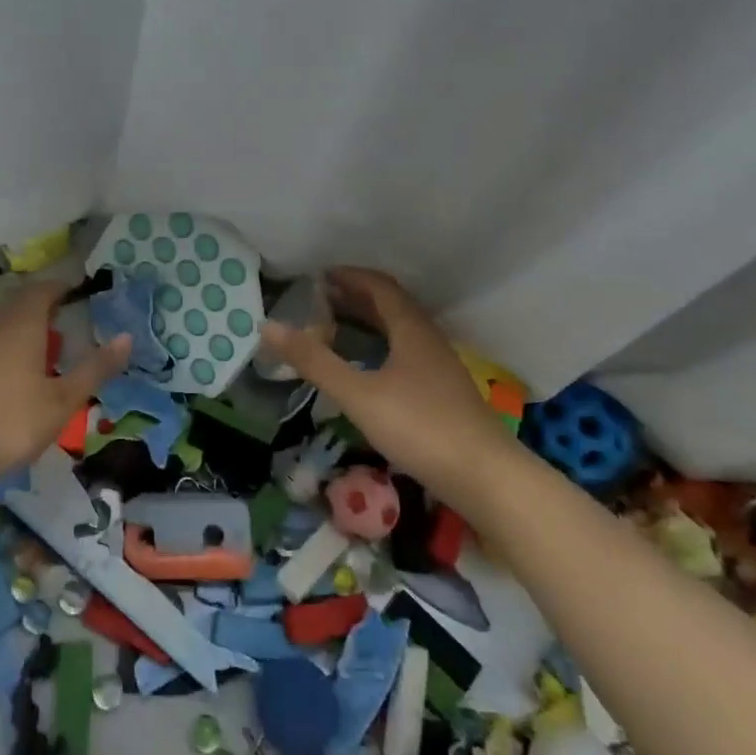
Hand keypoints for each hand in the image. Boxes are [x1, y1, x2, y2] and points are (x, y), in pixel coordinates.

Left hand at [0, 281, 130, 471]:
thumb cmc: (12, 415)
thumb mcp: (62, 399)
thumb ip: (95, 369)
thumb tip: (127, 337)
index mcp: (25, 323)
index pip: (44, 289)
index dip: (62, 287)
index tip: (80, 293)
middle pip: (22, 305)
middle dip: (45, 307)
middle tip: (68, 319)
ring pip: (6, 327)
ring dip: (28, 330)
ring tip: (49, 350)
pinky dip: (12, 351)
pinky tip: (21, 376)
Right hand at [258, 267, 505, 482]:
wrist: (487, 478)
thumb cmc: (420, 427)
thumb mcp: (358, 394)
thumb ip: (314, 361)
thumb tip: (268, 326)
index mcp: (411, 329)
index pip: (379, 286)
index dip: (350, 276)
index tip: (320, 276)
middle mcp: (428, 339)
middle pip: (392, 306)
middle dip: (356, 297)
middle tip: (321, 299)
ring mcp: (440, 367)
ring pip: (401, 330)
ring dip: (370, 321)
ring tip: (338, 327)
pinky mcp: (444, 392)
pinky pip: (407, 352)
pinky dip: (381, 346)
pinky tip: (369, 368)